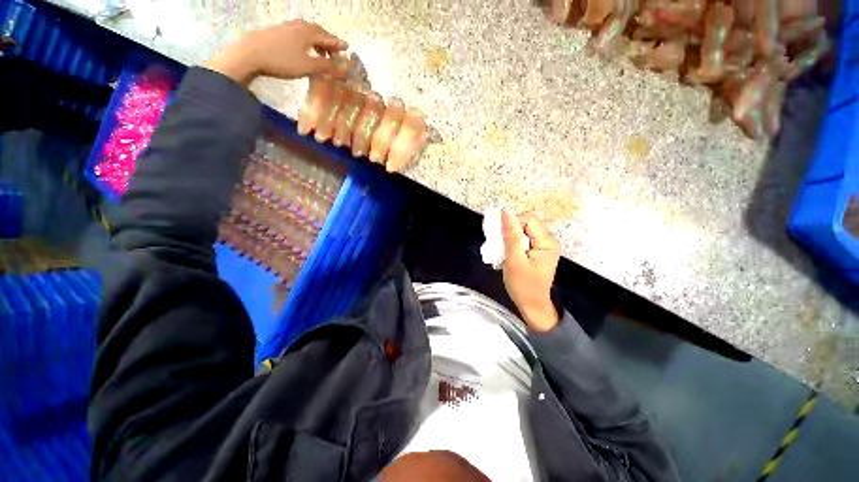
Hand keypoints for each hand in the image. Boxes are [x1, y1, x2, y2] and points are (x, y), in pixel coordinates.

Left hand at [206, 21, 347, 84]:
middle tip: (335, 52)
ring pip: (307, 33)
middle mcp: (299, 26)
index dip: (338, 43)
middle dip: (328, 42)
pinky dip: (306, 42)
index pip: (328, 37)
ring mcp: (287, 28)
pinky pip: (298, 35)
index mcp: (308, 32)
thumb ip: (326, 67)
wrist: (250, 53)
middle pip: (318, 32)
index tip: (347, 48)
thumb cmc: (282, 60)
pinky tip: (304, 50)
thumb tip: (343, 69)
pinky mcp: (278, 32)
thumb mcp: (307, 66)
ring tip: (321, 53)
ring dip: (317, 42)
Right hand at [501, 211, 560, 331]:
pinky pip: (522, 241)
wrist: (532, 306)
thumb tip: (505, 214)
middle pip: (525, 225)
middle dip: (509, 233)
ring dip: (508, 240)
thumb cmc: (523, 286)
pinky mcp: (536, 251)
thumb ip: (510, 237)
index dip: (512, 224)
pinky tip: (506, 256)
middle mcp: (547, 241)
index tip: (500, 238)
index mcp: (547, 242)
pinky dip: (511, 246)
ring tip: (502, 253)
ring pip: (521, 232)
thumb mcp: (514, 261)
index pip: (527, 219)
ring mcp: (542, 246)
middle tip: (499, 247)